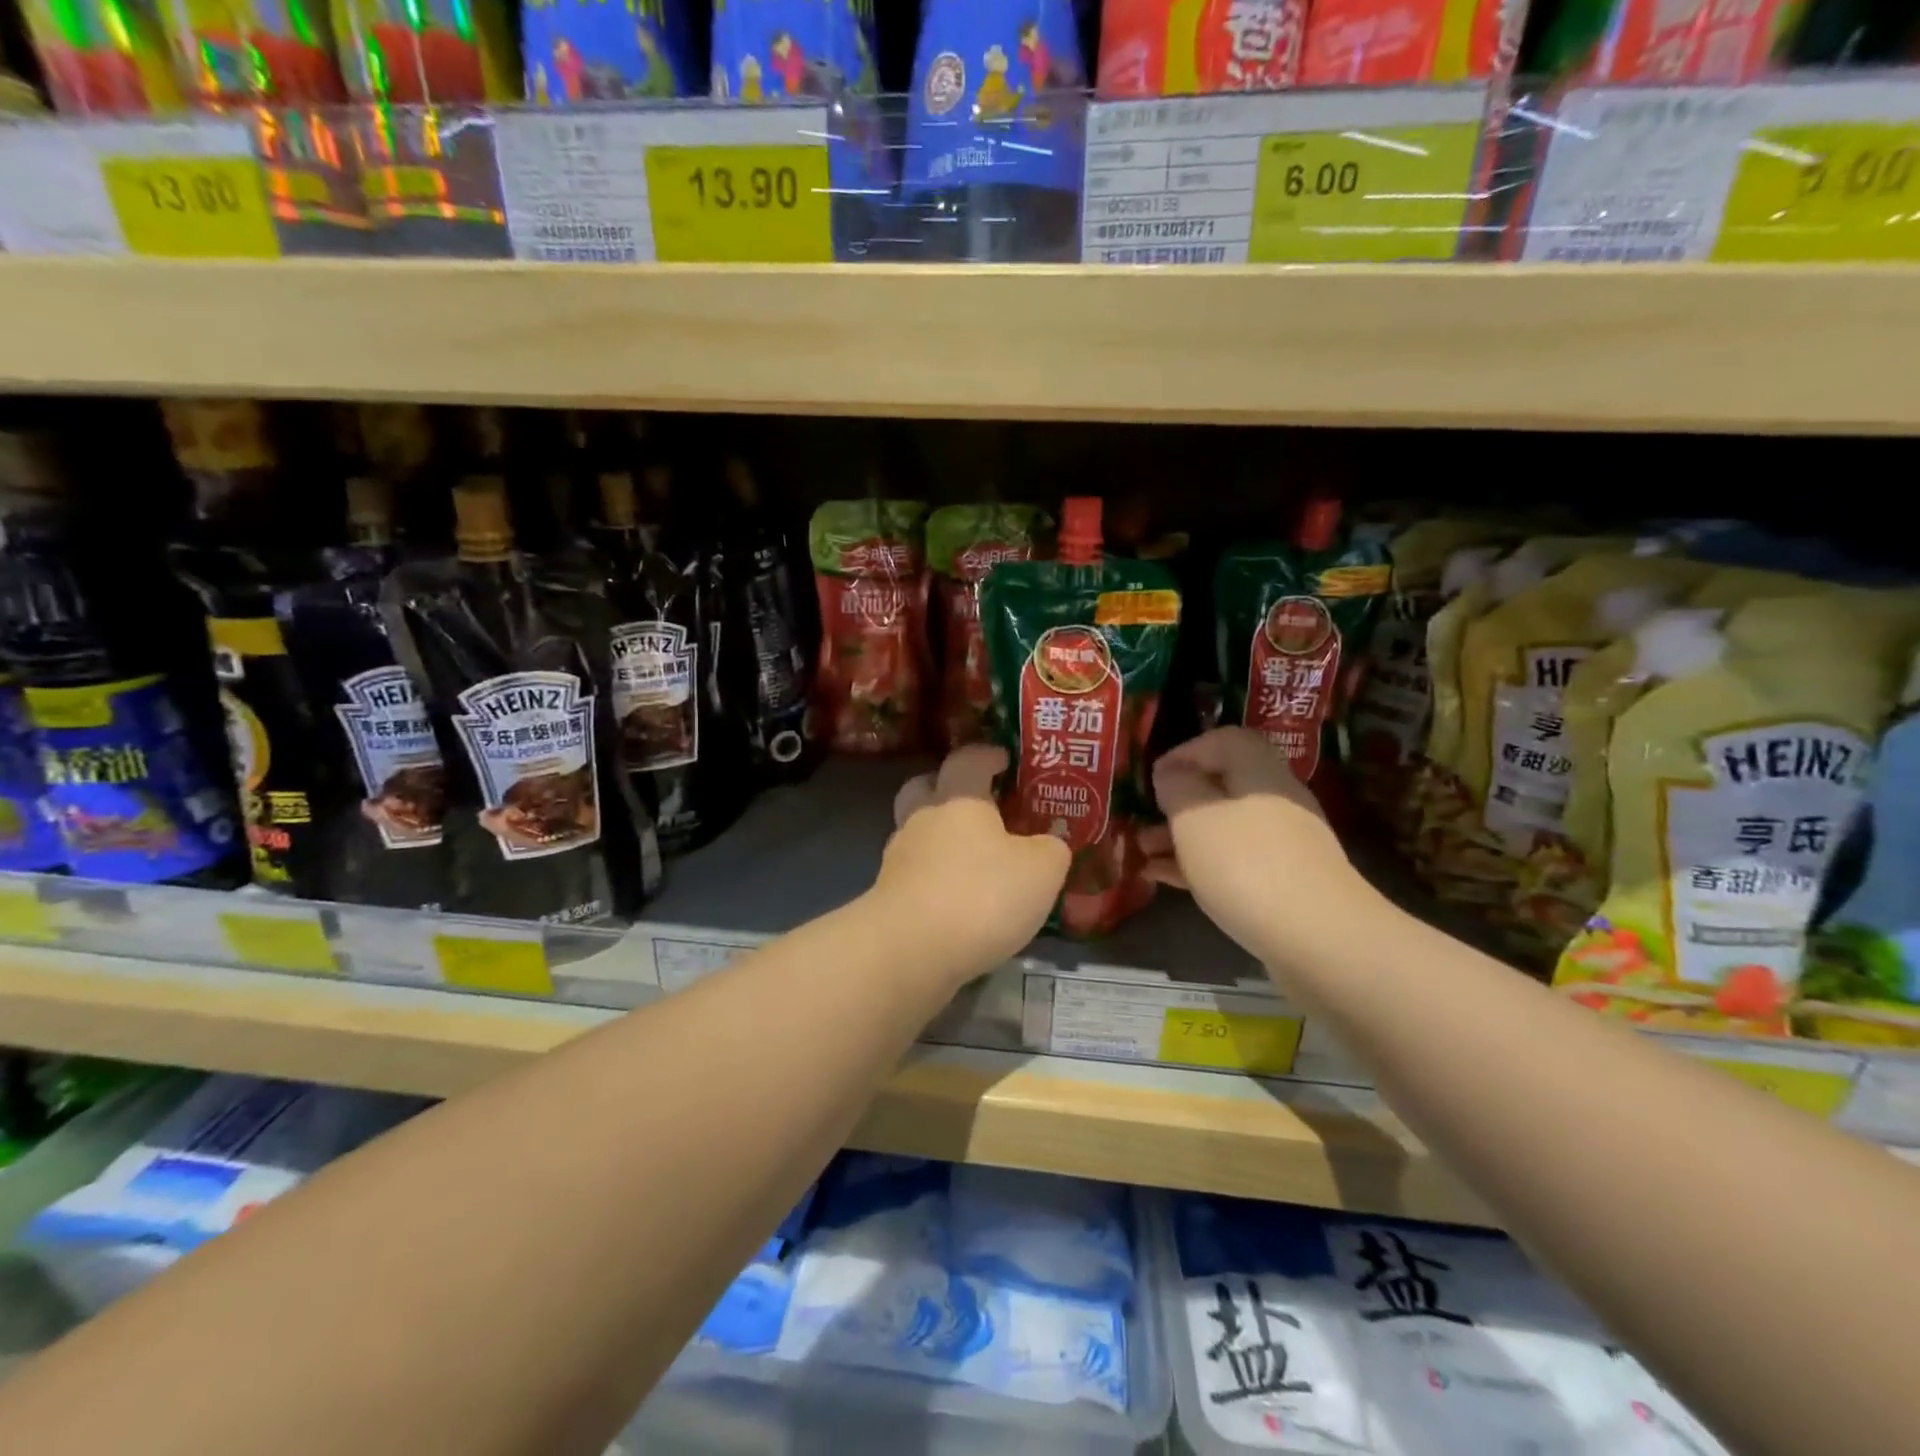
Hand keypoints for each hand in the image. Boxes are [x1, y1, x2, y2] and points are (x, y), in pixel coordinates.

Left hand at [875, 745, 1070, 981]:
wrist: (910, 950)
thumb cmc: (981, 895)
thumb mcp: (1042, 870)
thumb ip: (1051, 849)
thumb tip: (1049, 844)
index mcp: (959, 798)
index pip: (968, 759)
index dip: (986, 755)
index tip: (1003, 758)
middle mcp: (922, 819)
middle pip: (925, 787)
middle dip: (947, 789)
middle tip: (977, 804)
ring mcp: (898, 858)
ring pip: (917, 833)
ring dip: (941, 839)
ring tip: (973, 861)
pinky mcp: (888, 897)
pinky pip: (915, 874)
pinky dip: (934, 878)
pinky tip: (958, 899)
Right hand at [1142, 728, 1360, 960]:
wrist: (1319, 941)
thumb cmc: (1246, 865)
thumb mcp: (1194, 818)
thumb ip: (1177, 787)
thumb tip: (1171, 773)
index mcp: (1259, 774)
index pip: (1225, 740)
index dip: (1187, 751)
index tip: (1154, 777)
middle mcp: (1276, 802)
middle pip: (1224, 787)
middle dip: (1178, 802)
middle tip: (1144, 818)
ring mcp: (1284, 846)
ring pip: (1224, 828)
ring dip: (1182, 836)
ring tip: (1143, 853)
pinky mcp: (1284, 885)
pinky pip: (1234, 863)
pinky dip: (1199, 865)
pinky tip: (1164, 880)